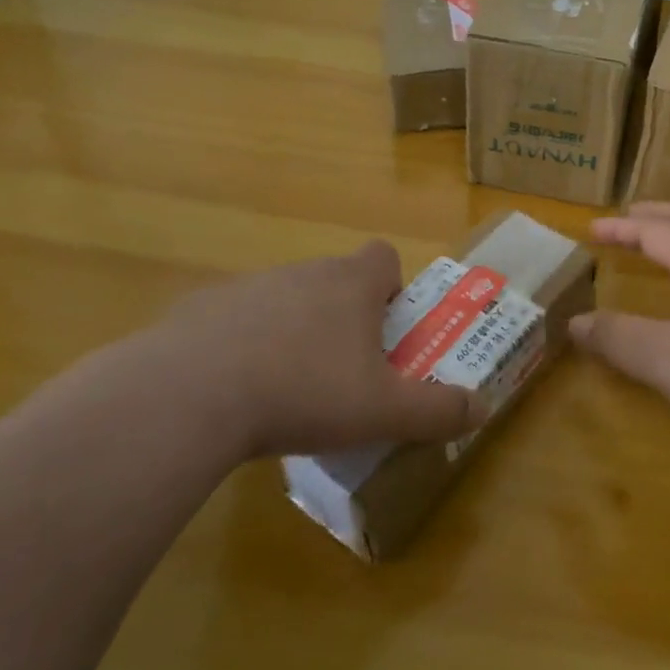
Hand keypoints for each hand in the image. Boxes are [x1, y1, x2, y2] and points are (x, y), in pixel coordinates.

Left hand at [125, 242, 485, 459]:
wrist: (187, 397)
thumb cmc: (303, 392)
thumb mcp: (382, 411)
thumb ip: (437, 410)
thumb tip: (483, 408)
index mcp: (350, 284)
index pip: (384, 257)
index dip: (392, 287)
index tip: (386, 329)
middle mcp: (303, 273)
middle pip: (334, 280)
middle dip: (344, 318)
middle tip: (342, 372)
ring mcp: (247, 287)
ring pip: (284, 300)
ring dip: (291, 332)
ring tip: (284, 390)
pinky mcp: (198, 311)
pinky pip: (233, 321)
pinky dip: (239, 347)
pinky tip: (230, 395)